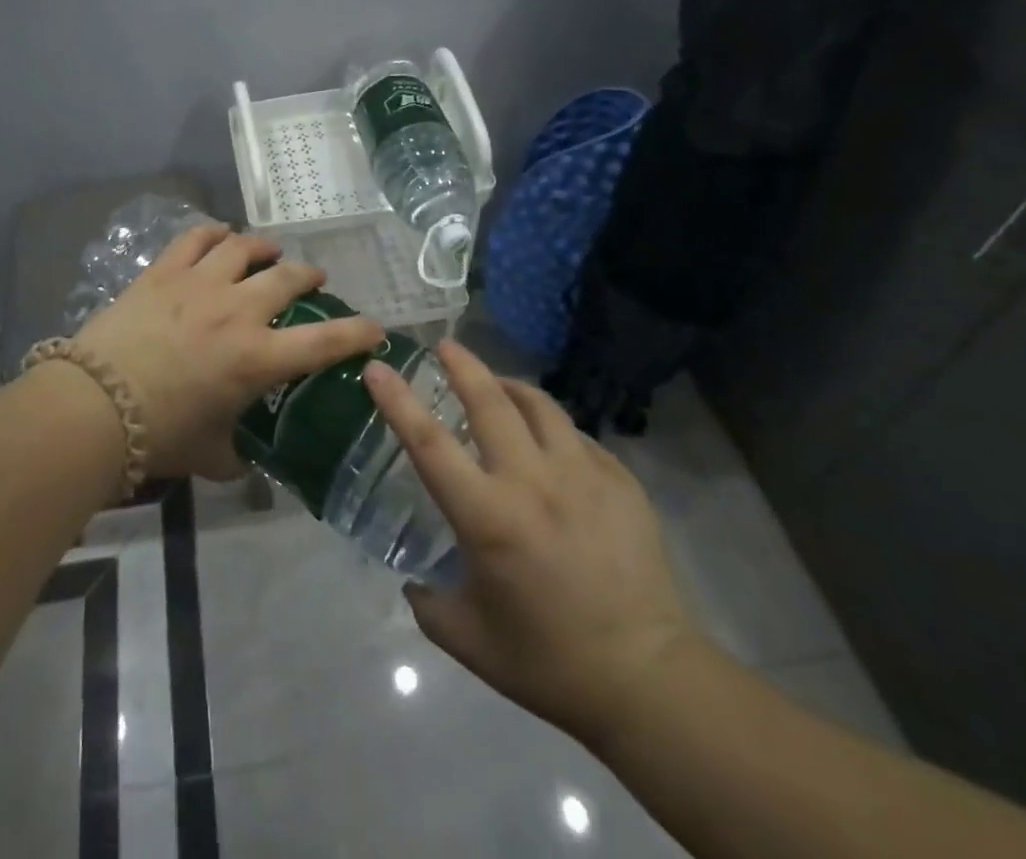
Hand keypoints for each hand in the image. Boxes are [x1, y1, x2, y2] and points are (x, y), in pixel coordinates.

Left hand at [72, 223, 385, 480]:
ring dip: (265, 247)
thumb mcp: (211, 455)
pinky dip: (214, 233)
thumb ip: (240, 454)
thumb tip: (250, 457)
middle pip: (288, 278)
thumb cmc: (159, 435)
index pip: (326, 341)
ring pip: (244, 246)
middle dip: (310, 276)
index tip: (376, 328)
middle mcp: (238, 311)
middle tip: (313, 279)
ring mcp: (200, 283)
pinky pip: (196, 238)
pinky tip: (219, 237)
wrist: (93, 405)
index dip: (359, 332)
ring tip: (269, 251)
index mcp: (258, 358)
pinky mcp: (164, 271)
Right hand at [363, 340, 700, 747]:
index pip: (428, 442)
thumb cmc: (548, 662)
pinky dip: (553, 428)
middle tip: (446, 345)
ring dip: (510, 386)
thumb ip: (429, 603)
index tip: (378, 367)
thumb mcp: (468, 640)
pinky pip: (577, 436)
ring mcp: (583, 475)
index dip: (398, 400)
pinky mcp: (621, 481)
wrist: (646, 679)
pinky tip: (550, 445)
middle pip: (490, 401)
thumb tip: (414, 581)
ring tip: (497, 385)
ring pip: (540, 405)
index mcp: (487, 516)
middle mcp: (532, 481)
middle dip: (463, 364)